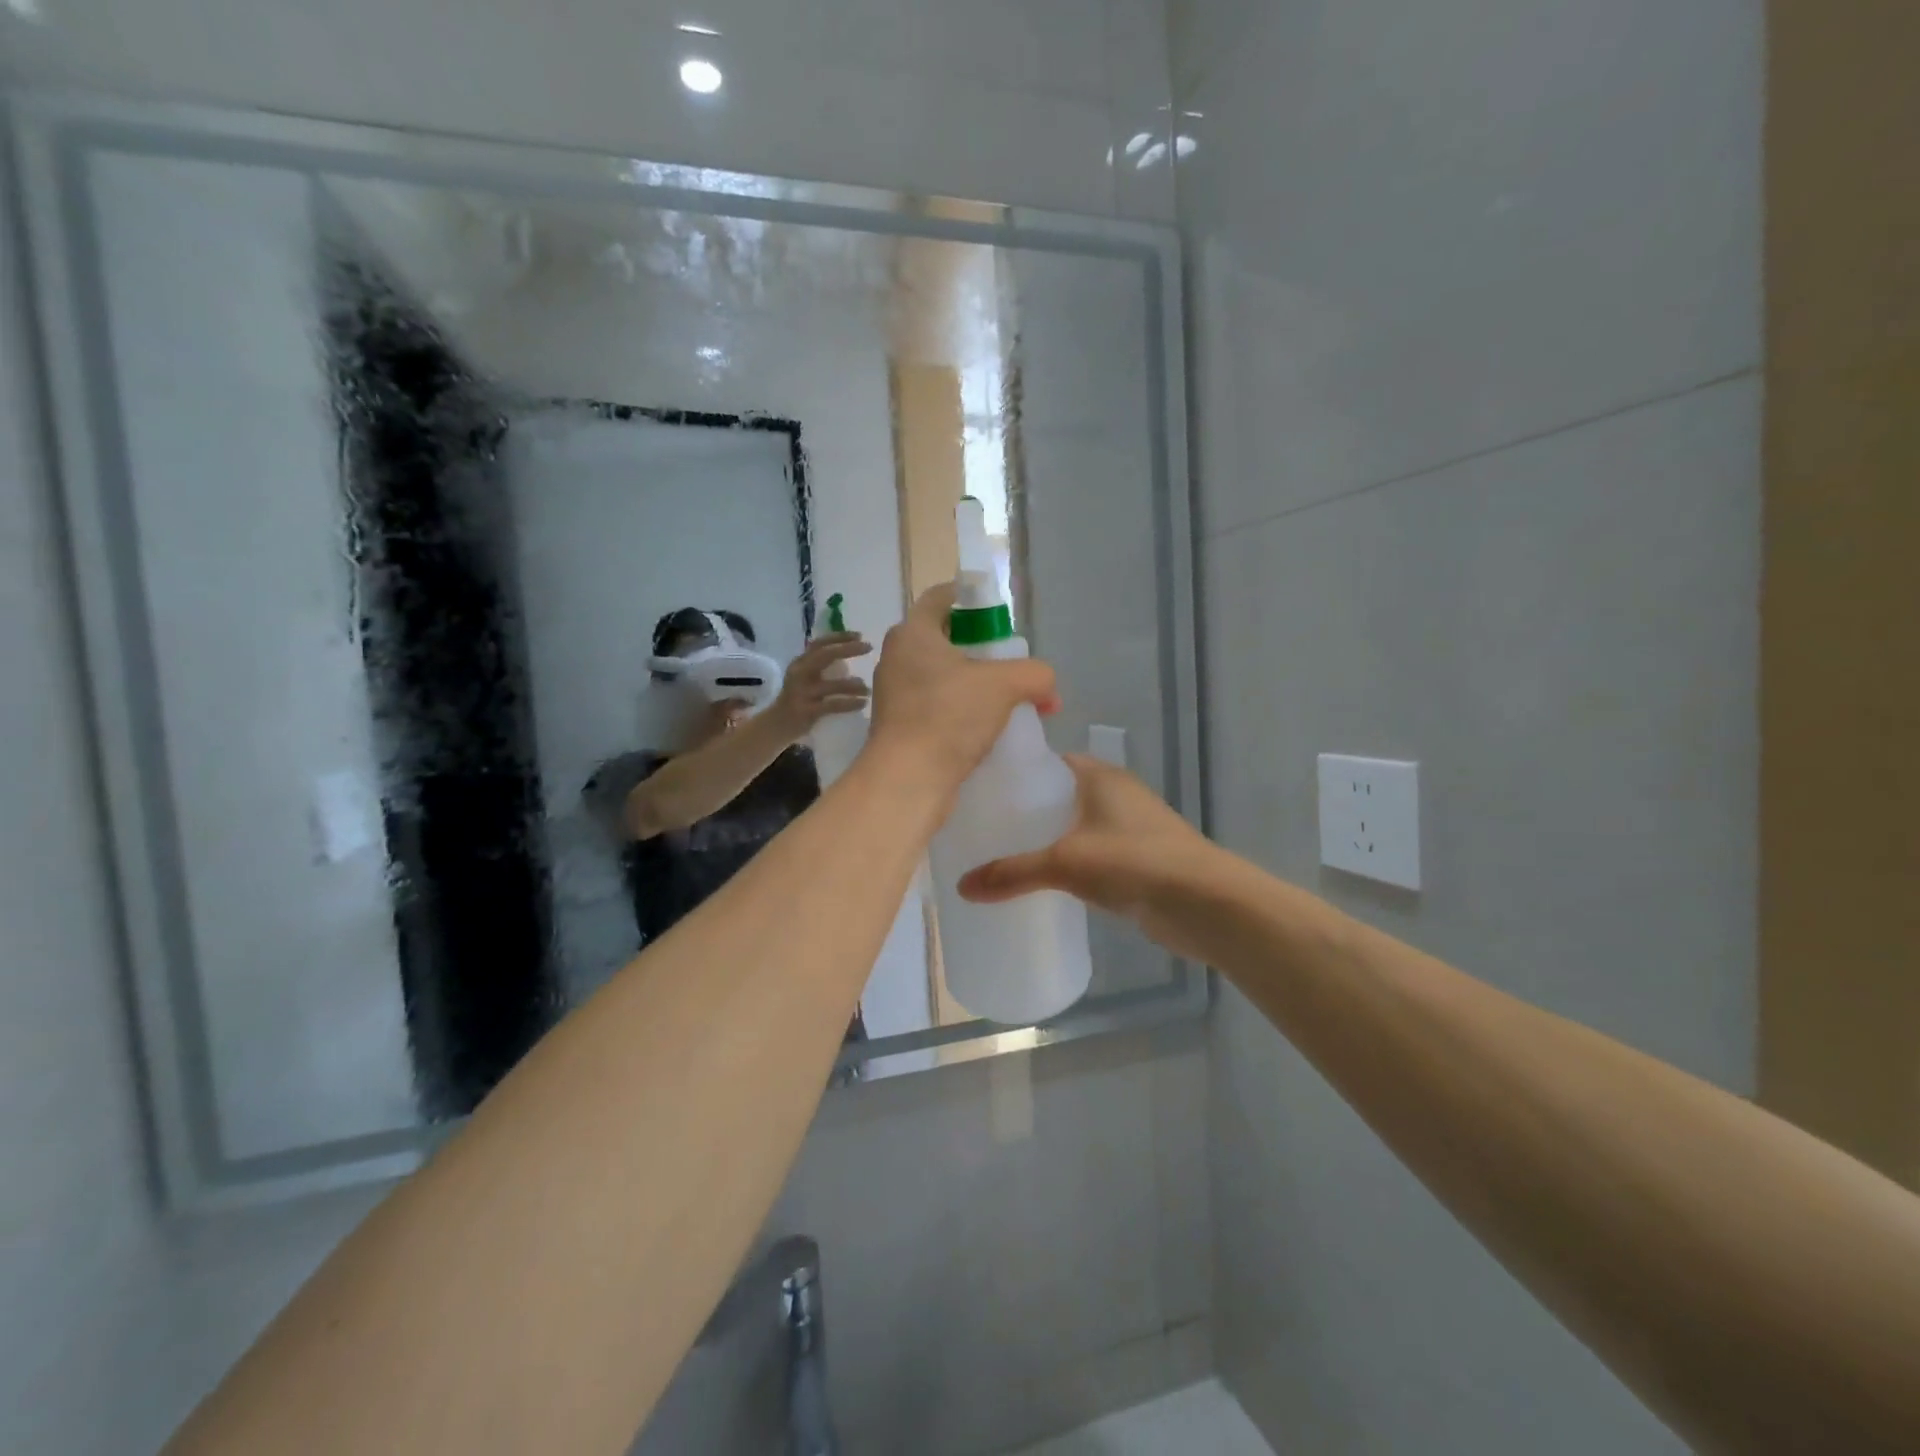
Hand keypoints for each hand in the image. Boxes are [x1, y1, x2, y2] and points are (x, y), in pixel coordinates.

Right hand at [767, 634, 871, 737]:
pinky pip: (832, 705)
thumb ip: (822, 665)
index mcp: (800, 663)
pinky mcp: (806, 711)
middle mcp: (799, 673)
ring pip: (831, 685)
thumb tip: (850, 652)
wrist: (776, 725)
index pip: (820, 643)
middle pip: (825, 656)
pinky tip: (862, 703)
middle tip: (868, 647)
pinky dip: (849, 703)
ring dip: (853, 685)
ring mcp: (802, 692)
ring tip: (868, 688)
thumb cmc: (798, 700)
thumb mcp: (806, 678)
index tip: (860, 635)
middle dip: (848, 649)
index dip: (839, 637)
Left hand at [867, 583, 1058, 792]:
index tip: (998, 613)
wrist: (909, 780)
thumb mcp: (1005, 685)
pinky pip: (935, 706)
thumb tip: (1048, 687)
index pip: (940, 597)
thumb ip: (1035, 674)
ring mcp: (895, 694)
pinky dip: (959, 710)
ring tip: (1004, 698)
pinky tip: (986, 728)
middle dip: (978, 647)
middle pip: (943, 638)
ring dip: (971, 682)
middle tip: (1008, 660)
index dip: (971, 598)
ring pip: (939, 675)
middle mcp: (897, 658)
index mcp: (912, 633)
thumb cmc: (949, 716)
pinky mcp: (899, 727)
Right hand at [957, 755, 1219, 950]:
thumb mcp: (1065, 863)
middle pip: (1059, 795)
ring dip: (1046, 839)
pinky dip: (1067, 864)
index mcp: (1099, 775)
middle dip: (1025, 811)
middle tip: (982, 829)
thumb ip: (1013, 873)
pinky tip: (1041, 882)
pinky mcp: (1136, 861)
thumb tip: (962, 887)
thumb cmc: (1134, 861)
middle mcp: (1114, 793)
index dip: (1016, 773)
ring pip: (1074, 827)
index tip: (980, 790)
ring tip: (1001, 855)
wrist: (1205, 903)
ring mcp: (1128, 828)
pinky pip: (1090, 854)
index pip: (1049, 761)